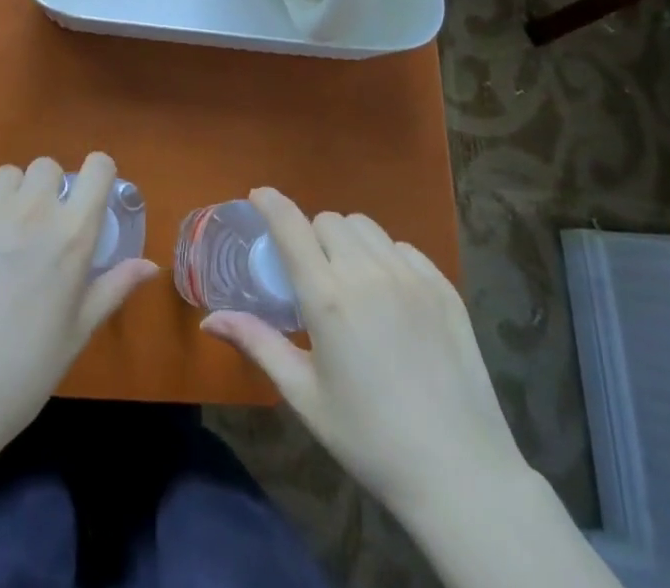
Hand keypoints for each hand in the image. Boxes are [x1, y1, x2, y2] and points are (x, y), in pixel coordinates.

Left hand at [0, 153, 157, 461]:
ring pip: (5, 175)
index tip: (87, 195)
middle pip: (46, 167)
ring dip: (6, 197)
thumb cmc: (21, 373)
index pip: (98, 169)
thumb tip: (150, 265)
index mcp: (72, 235)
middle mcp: (33, 210)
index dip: (96, 174)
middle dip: (44, 190)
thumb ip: (113, 289)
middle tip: (34, 230)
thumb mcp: (77, 335)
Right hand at [201, 187, 526, 523]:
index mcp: (328, 298)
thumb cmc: (370, 439)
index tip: (258, 195)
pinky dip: (386, 255)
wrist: (460, 474)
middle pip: (328, 221)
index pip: (291, 225)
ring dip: (347, 240)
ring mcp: (410, 276)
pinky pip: (403, 247)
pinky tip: (388, 293)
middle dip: (312, 235)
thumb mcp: (305, 397)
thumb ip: (258, 345)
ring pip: (366, 227)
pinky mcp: (443, 286)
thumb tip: (209, 321)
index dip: (271, 202)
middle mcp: (367, 273)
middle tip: (311, 272)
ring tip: (350, 279)